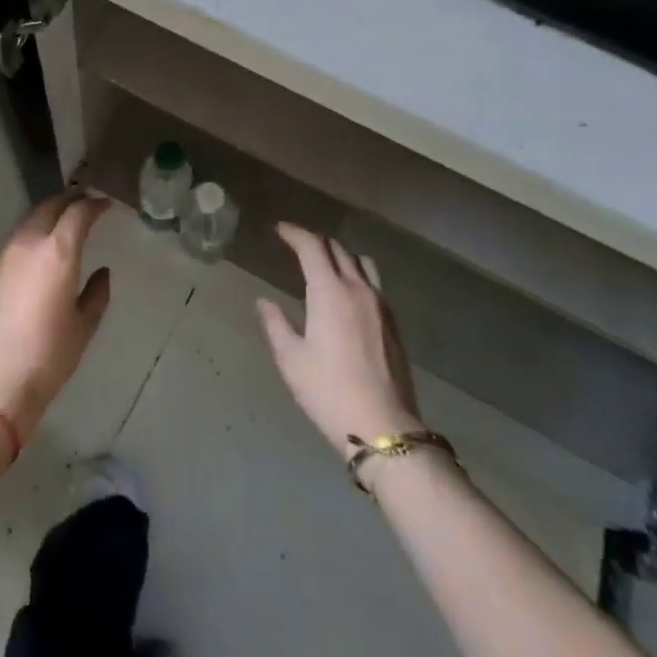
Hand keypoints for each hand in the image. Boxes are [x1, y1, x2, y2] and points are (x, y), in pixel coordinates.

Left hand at [0, 192, 112, 441]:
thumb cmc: (48, 357)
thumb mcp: (84, 326)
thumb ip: (97, 293)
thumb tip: (101, 273)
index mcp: (57, 252)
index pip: (78, 212)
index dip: (95, 204)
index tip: (106, 205)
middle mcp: (27, 244)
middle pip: (48, 206)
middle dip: (69, 200)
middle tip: (84, 204)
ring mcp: (1, 256)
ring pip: (27, 222)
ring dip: (46, 217)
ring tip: (61, 226)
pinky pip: (11, 244)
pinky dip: (28, 239)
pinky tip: (35, 257)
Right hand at [258, 223, 422, 455]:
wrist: (383, 426)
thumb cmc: (328, 392)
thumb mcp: (291, 360)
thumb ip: (275, 324)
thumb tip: (264, 301)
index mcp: (330, 292)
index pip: (312, 247)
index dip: (294, 233)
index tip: (279, 230)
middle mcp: (358, 289)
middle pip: (338, 249)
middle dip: (315, 241)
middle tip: (295, 245)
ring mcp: (380, 305)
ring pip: (361, 262)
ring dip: (340, 255)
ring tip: (323, 264)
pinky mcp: (393, 323)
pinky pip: (373, 283)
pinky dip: (356, 275)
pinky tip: (346, 294)